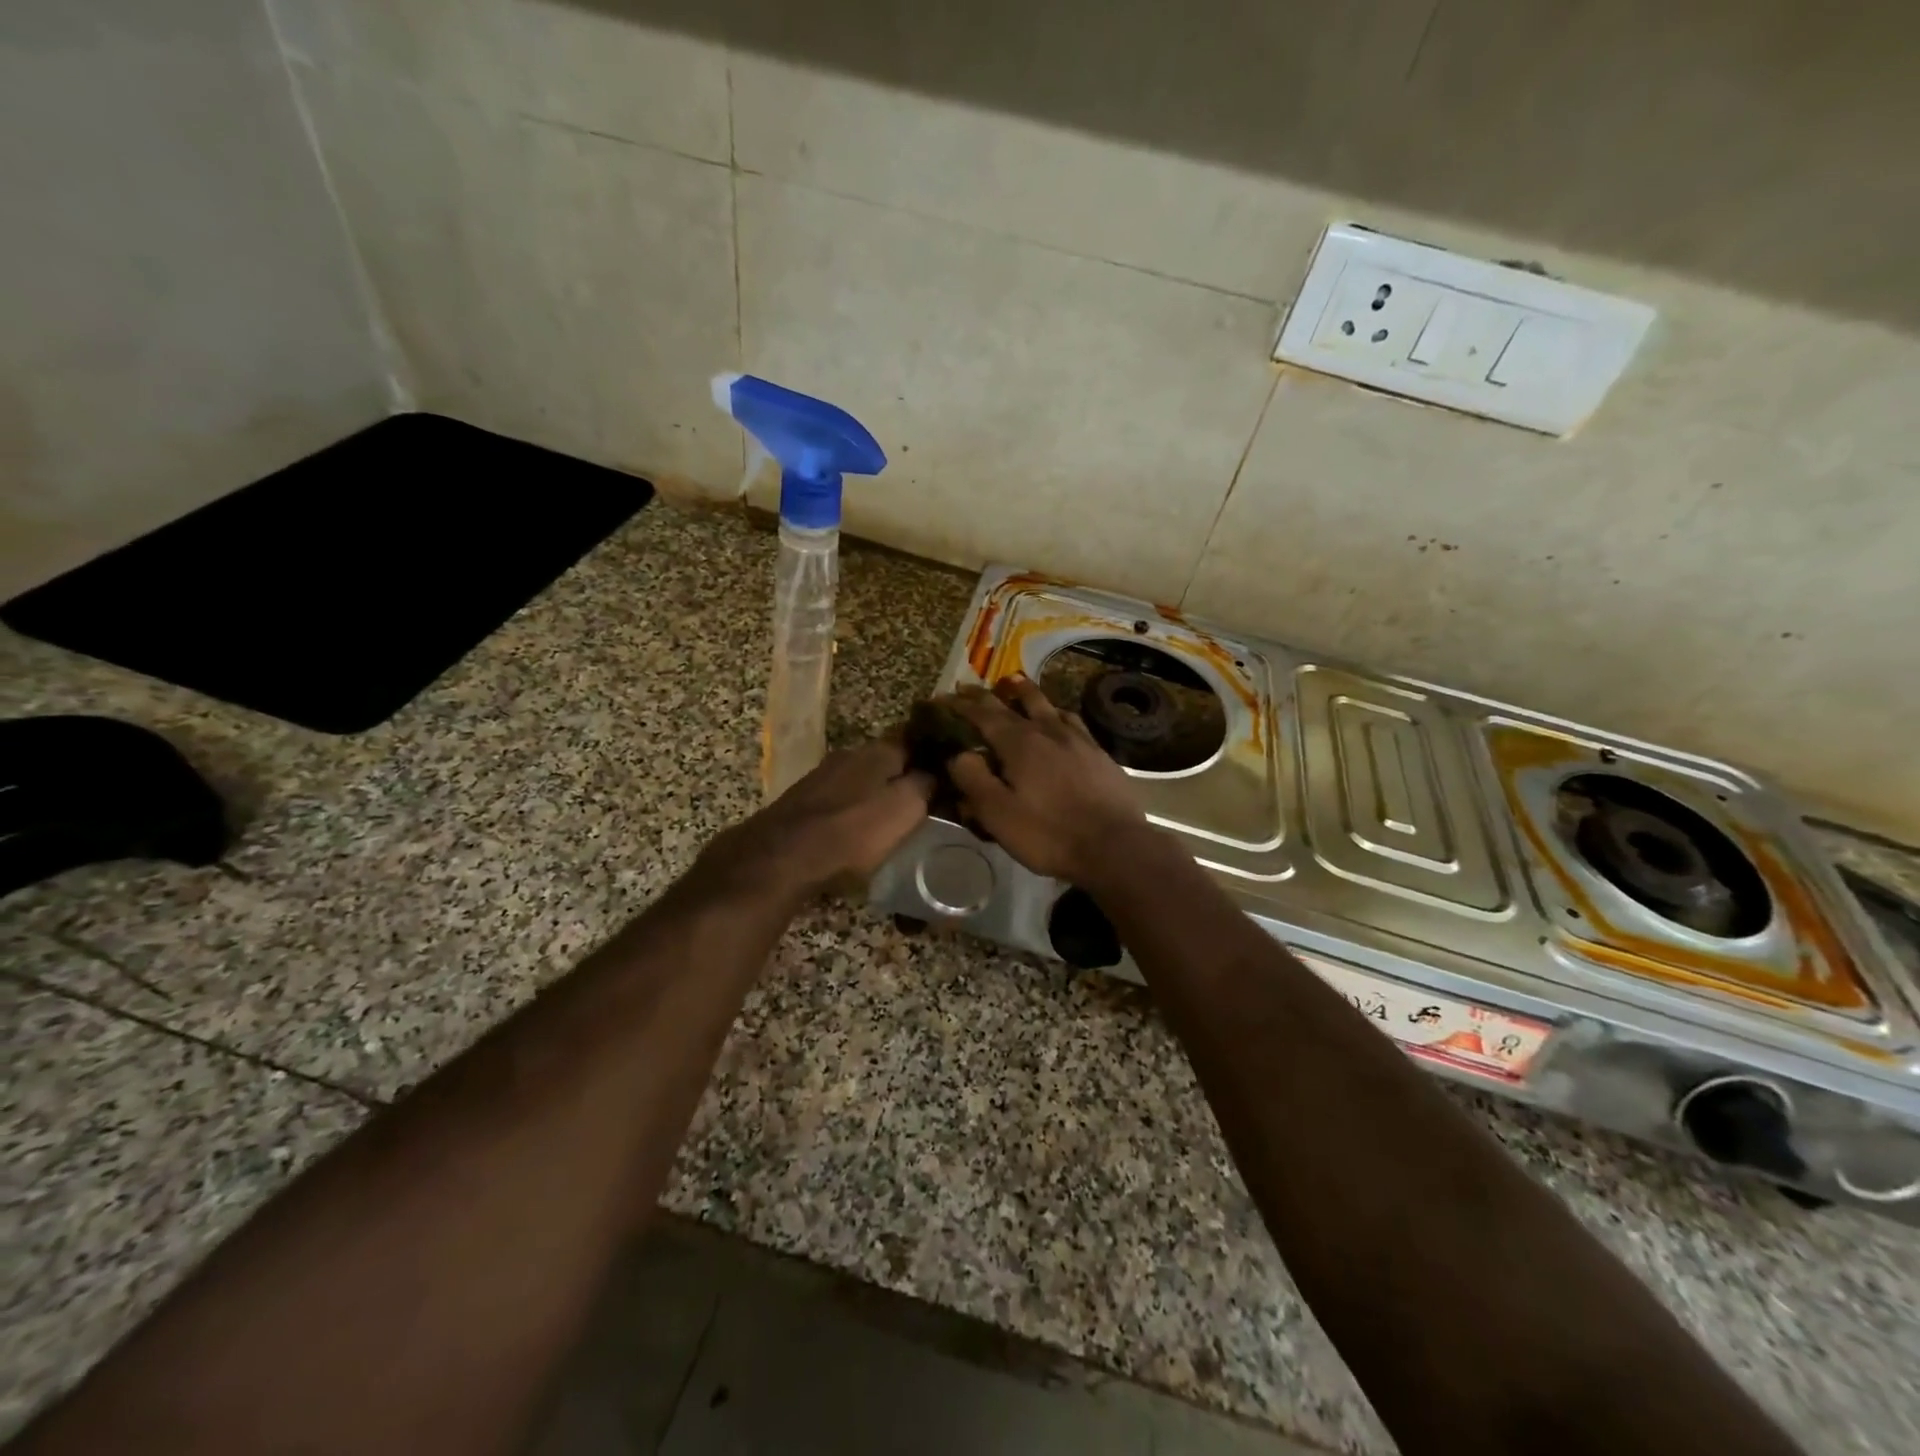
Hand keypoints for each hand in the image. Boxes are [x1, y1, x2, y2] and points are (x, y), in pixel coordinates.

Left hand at [700, 737, 932, 900]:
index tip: (948, 773)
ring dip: (875, 793)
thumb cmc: (853, 832)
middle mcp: (849, 754)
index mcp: (878, 751)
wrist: (781, 856)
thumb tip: (937, 772)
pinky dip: (852, 810)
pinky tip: (856, 829)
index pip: (915, 742)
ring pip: (861, 779)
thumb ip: (925, 785)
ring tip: (891, 818)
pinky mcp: (801, 800)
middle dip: (903, 776)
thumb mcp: (906, 808)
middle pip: (886, 761)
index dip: (933, 757)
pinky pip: (839, 799)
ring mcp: (822, 776)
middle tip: (923, 800)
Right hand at [943, 676, 1149, 883]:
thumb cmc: (1049, 833)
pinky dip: (1055, 712)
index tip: (943, 698)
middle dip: (988, 694)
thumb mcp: (997, 813)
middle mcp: (1048, 730)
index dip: (961, 705)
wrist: (1115, 846)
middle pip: (1015, 701)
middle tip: (969, 687)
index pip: (983, 714)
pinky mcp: (1099, 753)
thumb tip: (958, 754)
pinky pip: (1072, 720)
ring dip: (1025, 692)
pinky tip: (1058, 717)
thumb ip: (973, 779)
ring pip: (1047, 704)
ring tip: (1014, 685)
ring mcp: (1077, 739)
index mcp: (1019, 742)